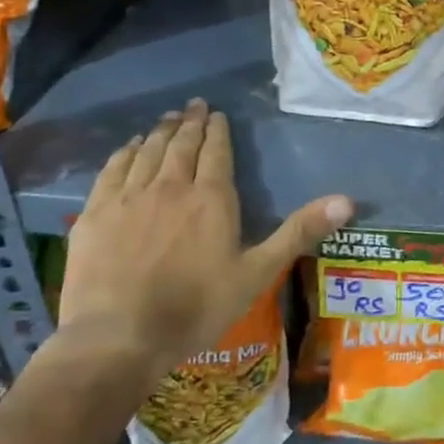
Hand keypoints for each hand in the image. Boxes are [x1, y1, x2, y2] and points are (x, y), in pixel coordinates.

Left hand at [57, 99, 351, 384]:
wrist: (119, 337)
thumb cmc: (196, 307)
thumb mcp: (257, 272)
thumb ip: (299, 232)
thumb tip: (347, 201)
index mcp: (211, 198)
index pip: (216, 151)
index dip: (217, 130)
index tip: (217, 114)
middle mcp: (170, 186)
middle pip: (181, 144)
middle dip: (190, 122)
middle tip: (193, 105)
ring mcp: (128, 197)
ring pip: (148, 152)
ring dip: (160, 132)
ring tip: (167, 119)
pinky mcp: (96, 213)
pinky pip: (113, 170)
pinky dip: (125, 153)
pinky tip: (130, 148)